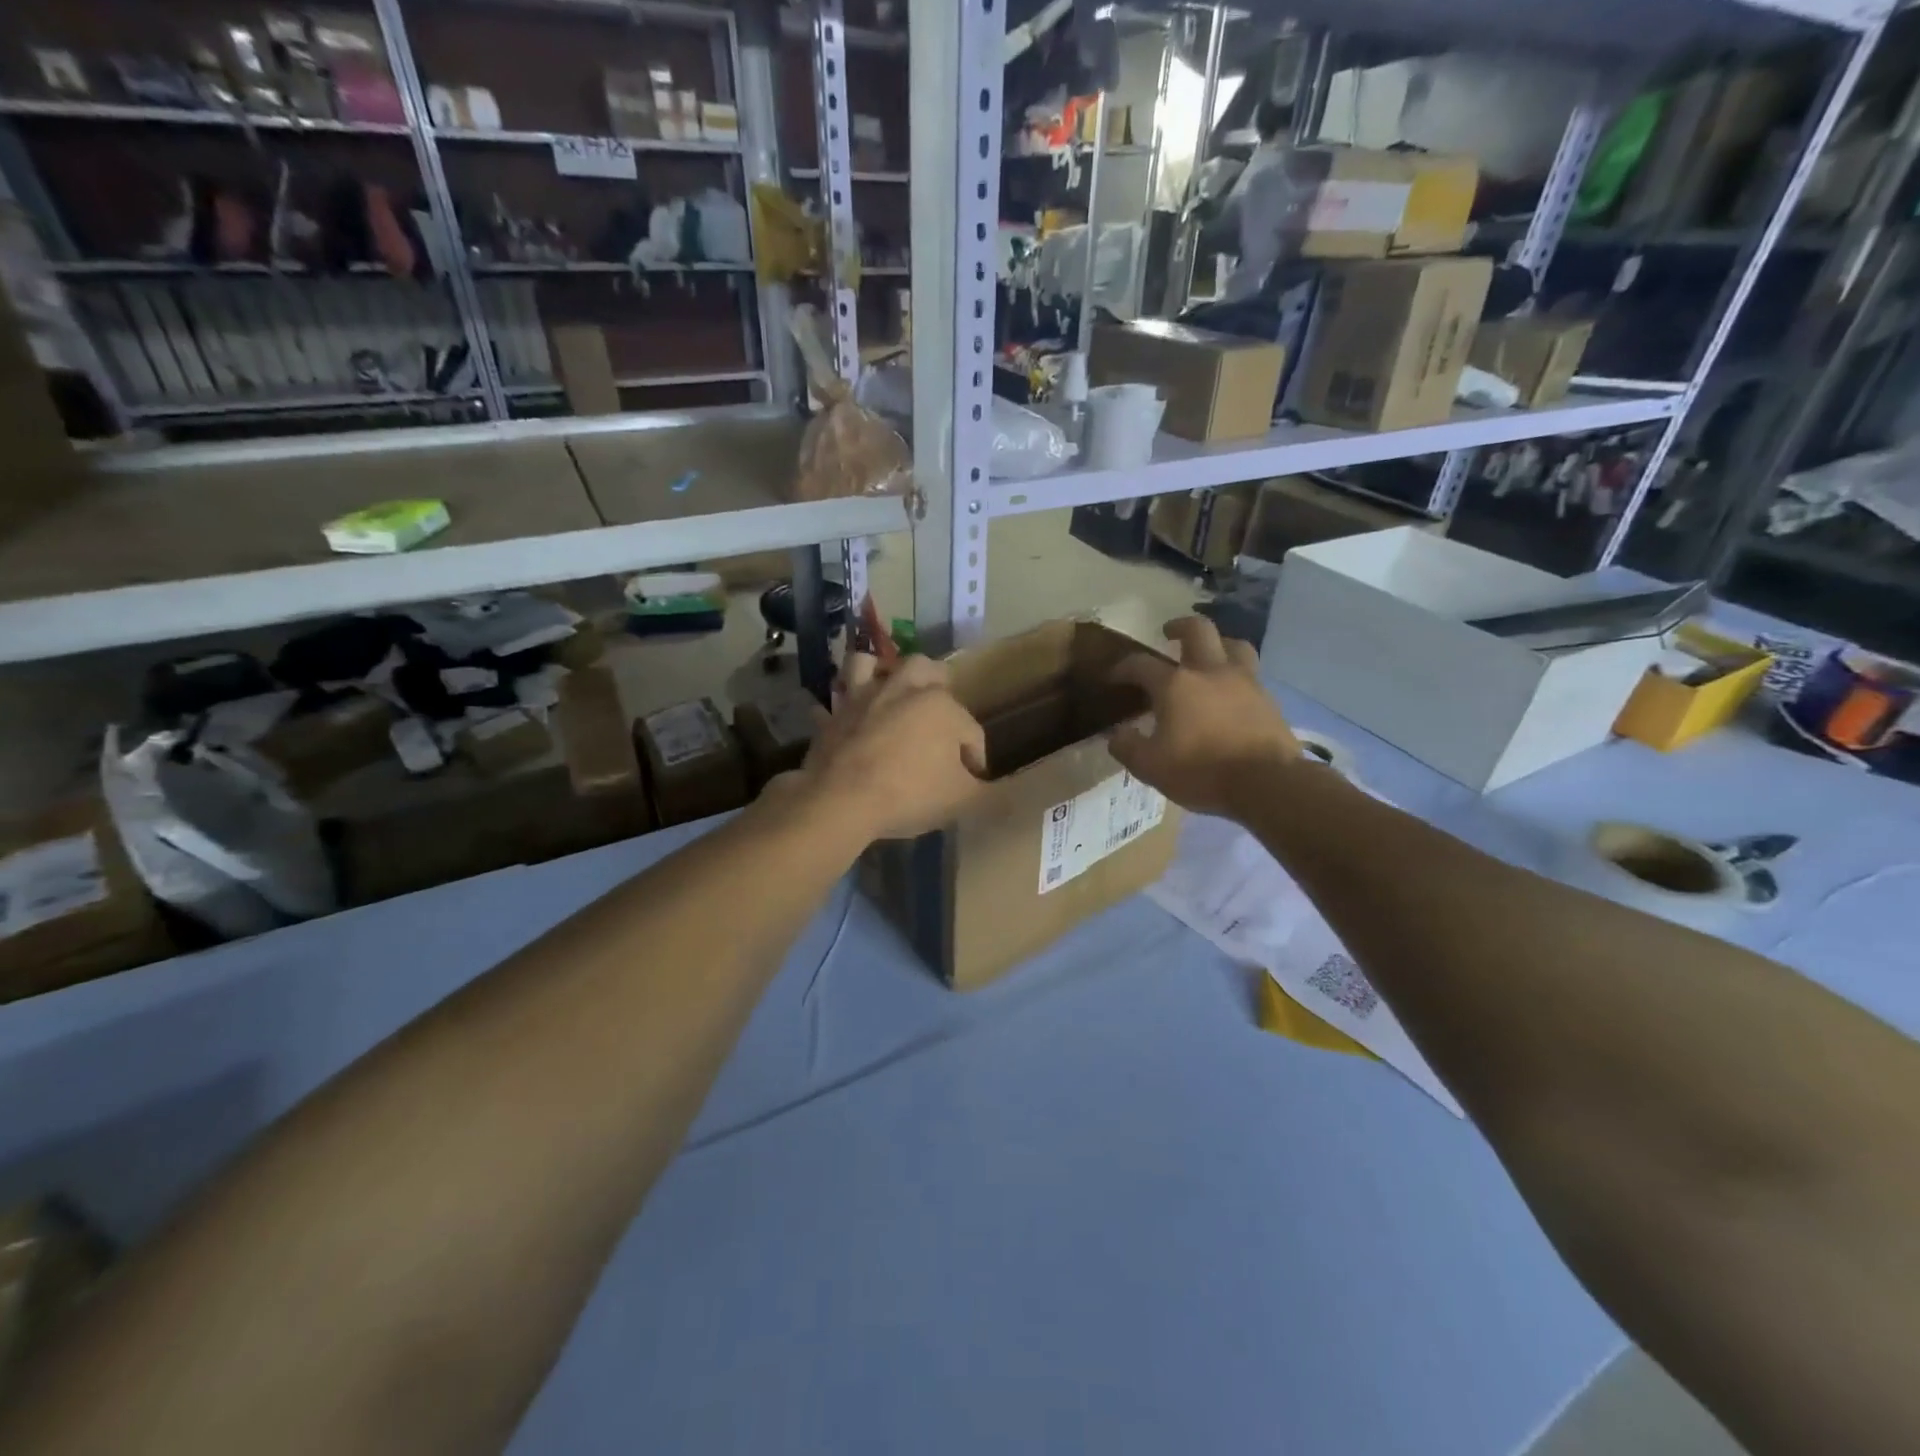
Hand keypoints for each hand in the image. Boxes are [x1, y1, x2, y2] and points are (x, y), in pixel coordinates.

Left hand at [792, 653, 987, 841]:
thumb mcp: (961, 801)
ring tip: (888, 690)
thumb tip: (1006, 796)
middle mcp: (902, 689)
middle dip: (937, 684)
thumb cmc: (910, 794)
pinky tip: (843, 716)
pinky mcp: (832, 715)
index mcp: (941, 706)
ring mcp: (863, 698)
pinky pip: (833, 701)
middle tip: (939, 711)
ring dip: (881, 672)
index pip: (971, 730)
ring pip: (870, 664)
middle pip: (925, 670)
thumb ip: (988, 795)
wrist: (842, 799)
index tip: (971, 780)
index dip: (975, 756)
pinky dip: (839, 706)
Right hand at [1108, 616, 1302, 819]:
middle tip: (1169, 634)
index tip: (1115, 676)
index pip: (1141, 664)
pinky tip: (1231, 693)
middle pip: (1198, 630)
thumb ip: (1127, 747)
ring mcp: (1244, 682)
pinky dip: (1237, 676)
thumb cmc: (1201, 771)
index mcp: (1175, 685)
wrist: (1266, 782)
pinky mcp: (1268, 699)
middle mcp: (1210, 672)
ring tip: (1209, 656)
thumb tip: (1117, 734)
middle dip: (1180, 626)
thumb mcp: (1150, 767)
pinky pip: (1251, 674)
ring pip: (1233, 644)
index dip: (1124, 667)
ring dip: (1218, 644)